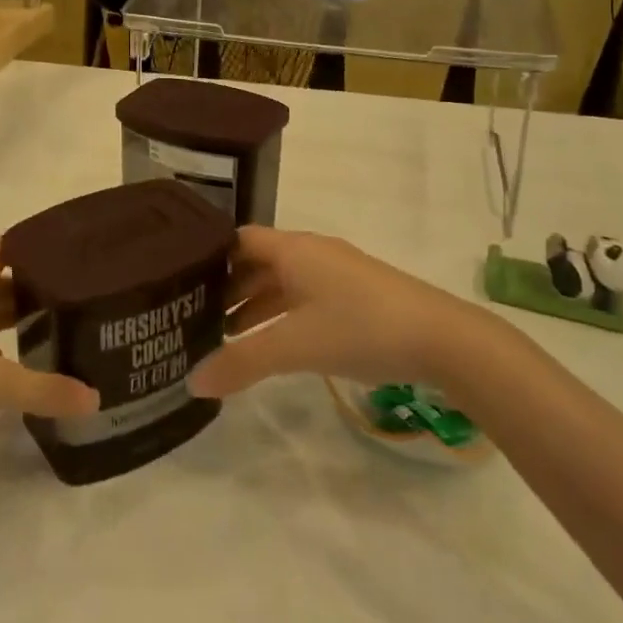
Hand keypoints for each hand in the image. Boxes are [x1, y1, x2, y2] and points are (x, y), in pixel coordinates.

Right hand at [189, 227, 474, 396]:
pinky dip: (281, 316)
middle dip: (227, 288)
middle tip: (194, 317)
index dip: (208, 257)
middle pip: (257, 262)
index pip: (237, 240)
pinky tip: (273, 345)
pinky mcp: (356, 296)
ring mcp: (337, 274)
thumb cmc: (361, 328)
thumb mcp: (295, 345)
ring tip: (225, 338)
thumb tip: (192, 382)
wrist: (444, 340)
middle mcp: (312, 253)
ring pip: (282, 283)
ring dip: (255, 306)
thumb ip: (243, 362)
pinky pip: (304, 298)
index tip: (178, 281)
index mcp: (293, 249)